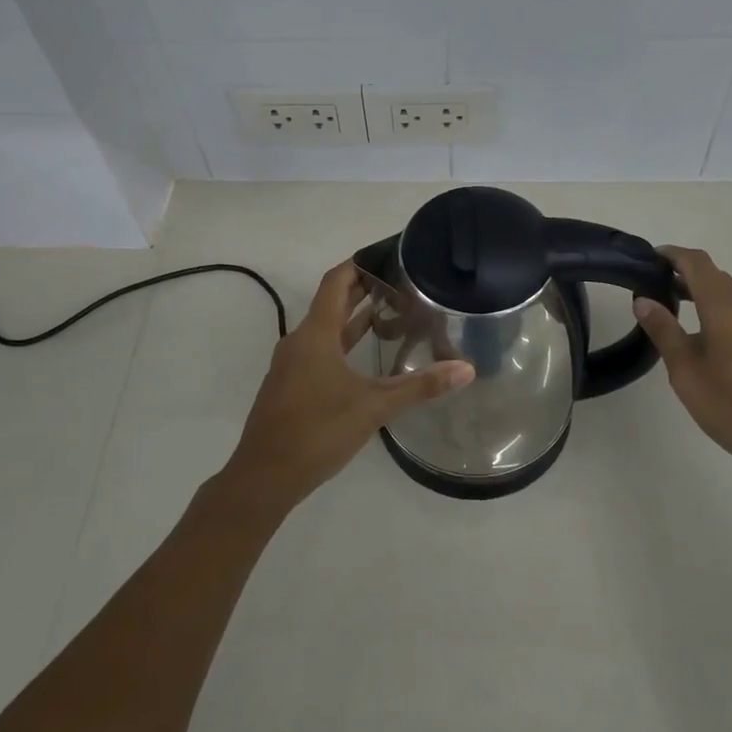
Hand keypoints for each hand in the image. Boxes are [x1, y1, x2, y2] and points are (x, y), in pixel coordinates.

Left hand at [219, 260, 474, 513]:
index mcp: (315, 334)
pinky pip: (318, 351)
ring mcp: (291, 364)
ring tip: (390, 313)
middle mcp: (299, 341)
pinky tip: (364, 359)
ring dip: (353, 319)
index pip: (336, 281)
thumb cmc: (318, 431)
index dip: (359, 264)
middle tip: (400, 282)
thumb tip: (466, 369)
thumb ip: (420, 386)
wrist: (265, 476)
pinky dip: (342, 344)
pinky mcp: (291, 386)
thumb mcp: (374, 407)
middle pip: (331, 303)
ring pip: (325, 330)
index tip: (388, 255)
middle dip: (362, 290)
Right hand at [631, 246, 731, 485]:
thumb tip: (644, 300)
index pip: (697, 262)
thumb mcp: (686, 371)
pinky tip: (704, 337)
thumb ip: (664, 331)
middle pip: (715, 276)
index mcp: (727, 307)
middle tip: (654, 286)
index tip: (648, 259)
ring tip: (674, 309)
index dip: (672, 254)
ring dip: (703, 294)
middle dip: (685, 274)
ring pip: (731, 295)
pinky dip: (719, 311)